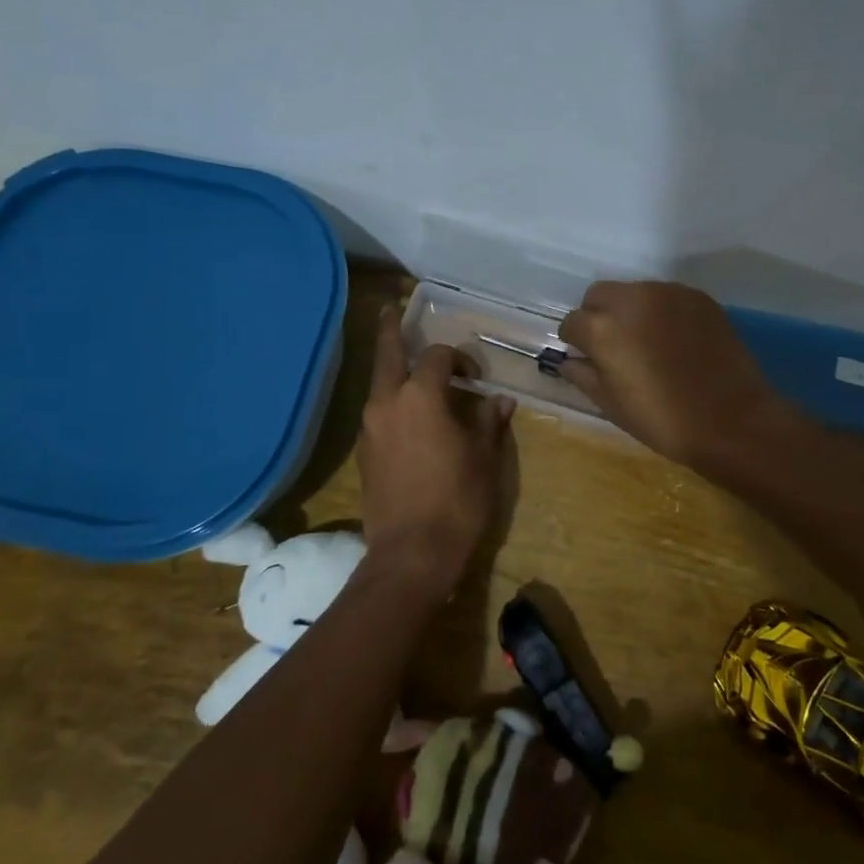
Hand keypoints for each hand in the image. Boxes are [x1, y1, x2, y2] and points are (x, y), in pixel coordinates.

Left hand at [357, 306, 514, 601]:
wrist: (411, 554)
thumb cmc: (457, 500)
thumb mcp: (484, 458)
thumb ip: (489, 422)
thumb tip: (499, 400)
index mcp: (420, 397)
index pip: (436, 357)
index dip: (458, 358)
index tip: (475, 376)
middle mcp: (387, 403)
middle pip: (387, 354)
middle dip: (389, 330)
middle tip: (389, 310)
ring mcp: (369, 429)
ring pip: (378, 385)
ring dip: (391, 370)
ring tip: (406, 364)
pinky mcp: (364, 453)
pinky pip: (377, 413)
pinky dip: (390, 402)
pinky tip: (408, 416)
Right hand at [558, 281, 792, 472]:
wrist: (731, 420)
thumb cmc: (663, 420)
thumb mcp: (612, 405)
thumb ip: (584, 375)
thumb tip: (570, 361)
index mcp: (603, 328)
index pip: (572, 322)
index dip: (575, 342)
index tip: (586, 358)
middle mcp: (632, 299)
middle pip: (599, 295)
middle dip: (598, 316)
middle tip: (613, 347)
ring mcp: (668, 293)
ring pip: (633, 291)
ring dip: (630, 311)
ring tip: (647, 342)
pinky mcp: (698, 296)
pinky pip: (666, 296)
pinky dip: (661, 311)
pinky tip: (674, 340)